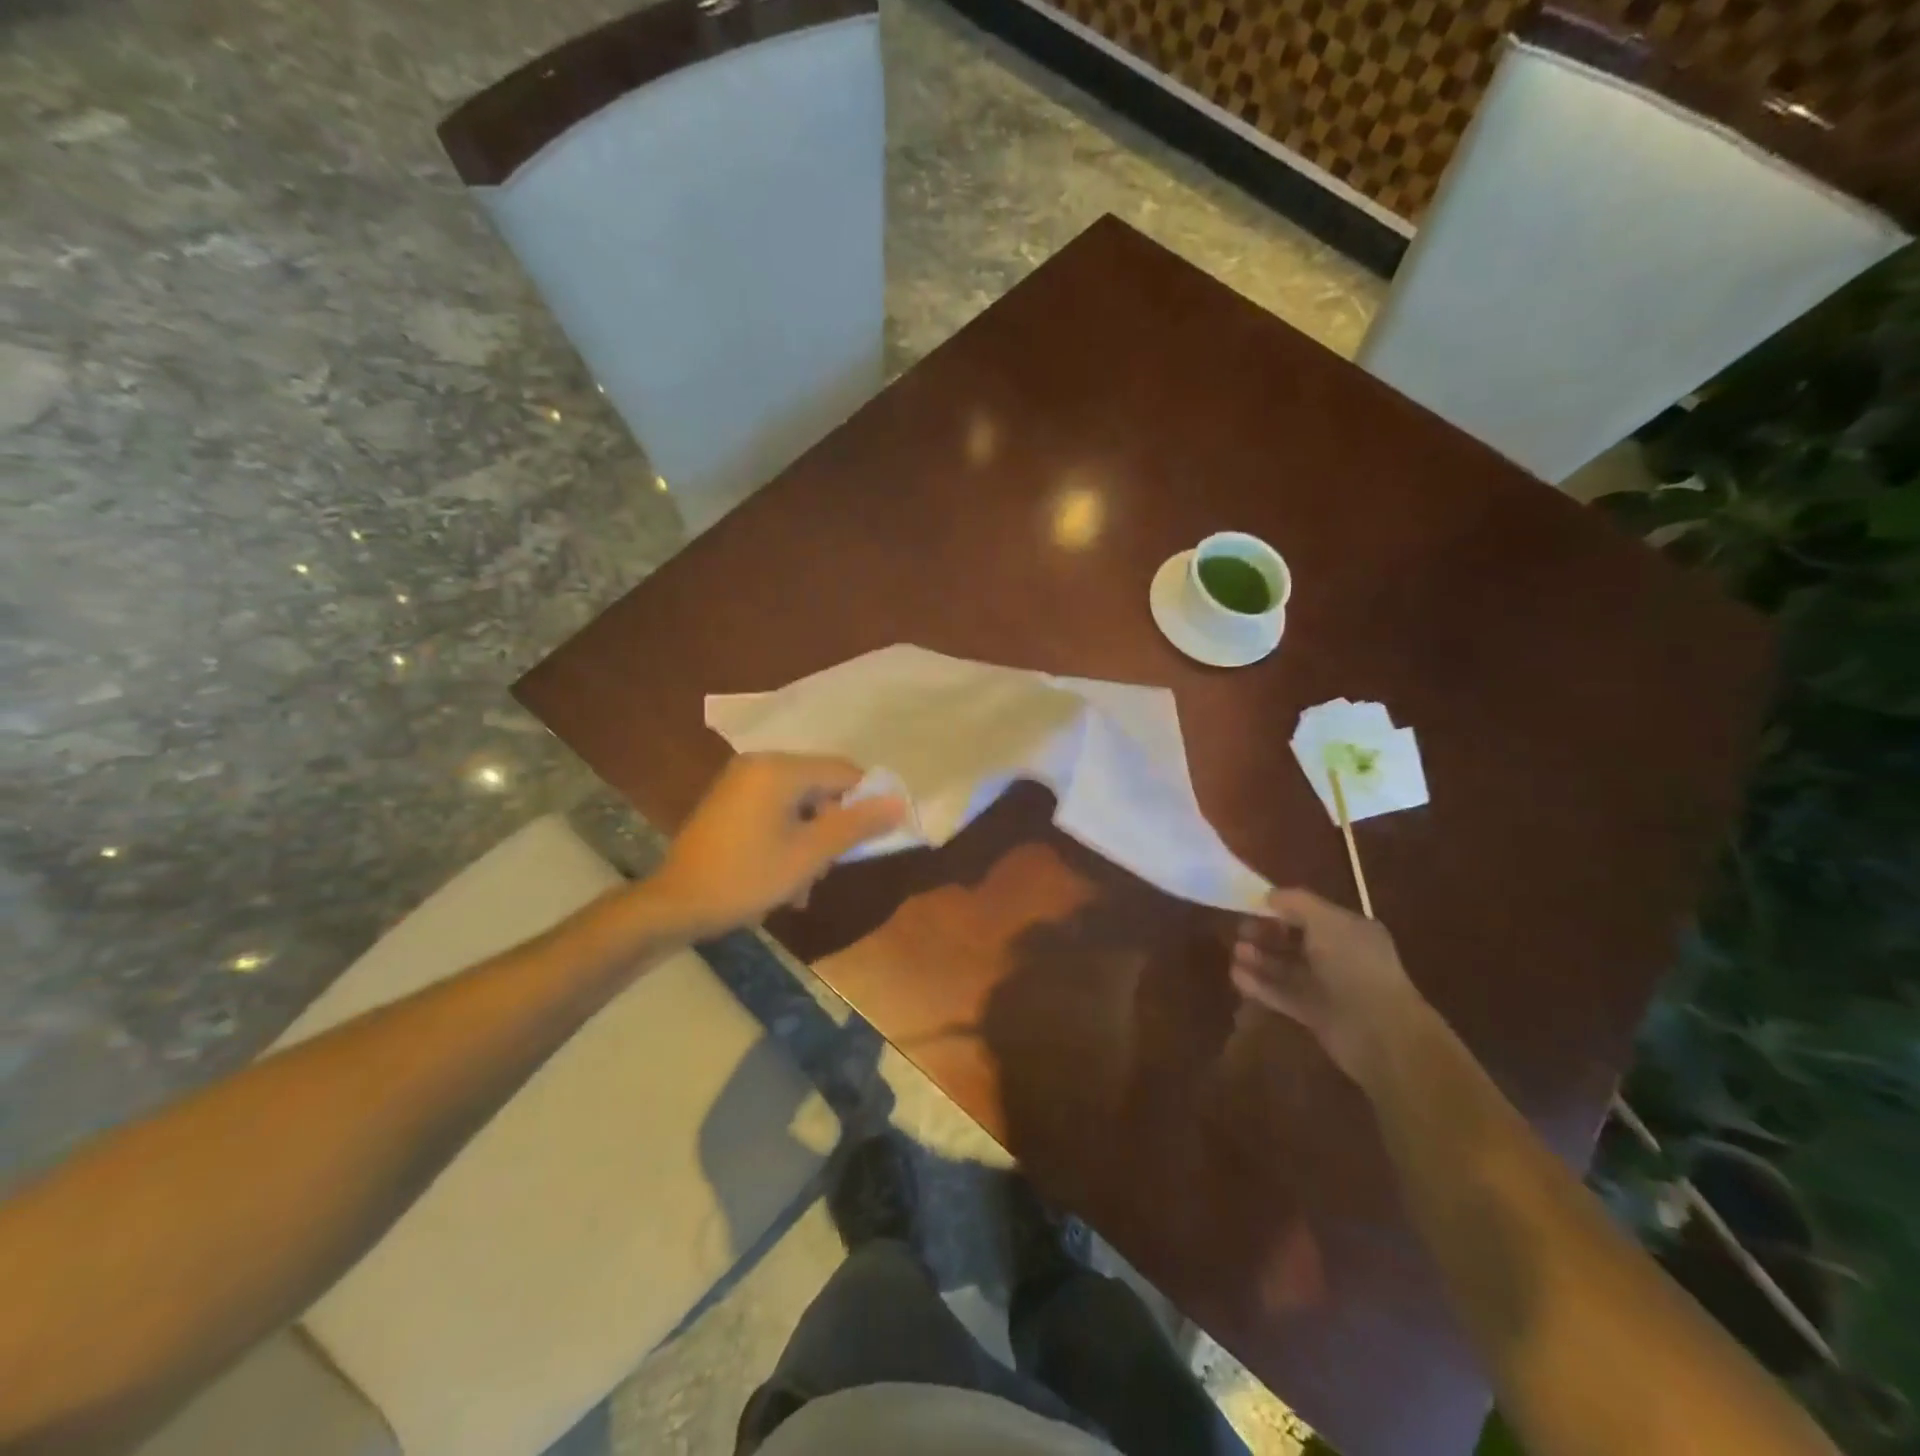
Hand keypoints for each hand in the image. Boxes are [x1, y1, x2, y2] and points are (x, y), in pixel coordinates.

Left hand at [649, 753, 905, 938]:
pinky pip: (774, 811)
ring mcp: (740, 783)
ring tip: (802, 885)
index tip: (873, 839)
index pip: (844, 772)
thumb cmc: (747, 877)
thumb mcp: (810, 855)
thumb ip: (856, 825)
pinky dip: (787, 838)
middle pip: (821, 787)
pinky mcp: (728, 803)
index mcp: (780, 769)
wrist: (674, 905)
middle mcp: (759, 764)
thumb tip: (899, 803)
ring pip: (799, 804)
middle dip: (832, 829)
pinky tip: (783, 878)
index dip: (867, 803)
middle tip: (828, 869)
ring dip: (810, 841)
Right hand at [1230, 889, 1425, 1083]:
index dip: (1281, 908)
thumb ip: (1296, 903)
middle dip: (1267, 934)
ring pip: (1287, 968)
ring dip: (1260, 959)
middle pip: (1295, 940)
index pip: (1310, 913)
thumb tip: (1269, 895)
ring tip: (1236, 953)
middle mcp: (1340, 956)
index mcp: (1350, 930)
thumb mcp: (1326, 922)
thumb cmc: (1355, 967)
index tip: (1251, 906)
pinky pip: (1283, 994)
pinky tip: (1237, 977)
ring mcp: (1328, 987)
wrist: (1380, 1032)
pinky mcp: (1315, 1014)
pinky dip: (1261, 985)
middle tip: (1240, 932)